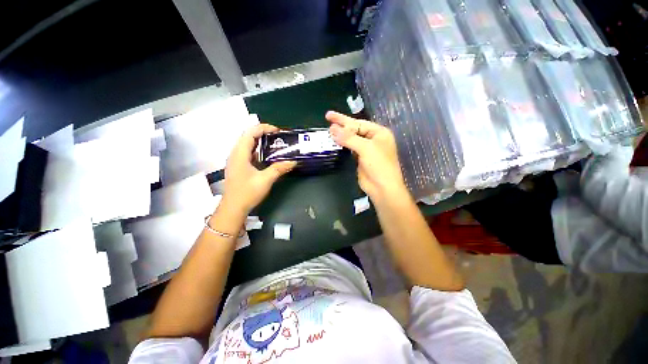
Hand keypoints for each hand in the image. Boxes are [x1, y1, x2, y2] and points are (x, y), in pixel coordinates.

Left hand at [222, 124, 296, 213]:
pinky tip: (267, 156)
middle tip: (278, 137)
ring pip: (247, 144)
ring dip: (261, 142)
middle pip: (248, 136)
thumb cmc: (247, 193)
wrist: (233, 208)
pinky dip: (258, 150)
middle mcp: (235, 154)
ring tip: (275, 144)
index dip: (264, 128)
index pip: (250, 133)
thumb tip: (293, 162)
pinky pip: (248, 153)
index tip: (277, 131)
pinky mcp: (238, 166)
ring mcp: (236, 160)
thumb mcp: (265, 180)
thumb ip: (279, 169)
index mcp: (239, 154)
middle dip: (263, 133)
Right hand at [326, 111, 407, 201]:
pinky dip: (343, 144)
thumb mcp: (366, 148)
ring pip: (352, 138)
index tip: (330, 119)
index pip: (359, 123)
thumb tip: (332, 129)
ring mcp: (366, 149)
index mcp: (379, 133)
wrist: (382, 187)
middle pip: (355, 129)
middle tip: (328, 116)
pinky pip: (350, 148)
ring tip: (329, 130)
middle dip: (341, 124)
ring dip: (341, 134)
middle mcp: (373, 139)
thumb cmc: (379, 165)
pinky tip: (336, 141)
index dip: (344, 121)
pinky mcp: (360, 158)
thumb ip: (349, 138)